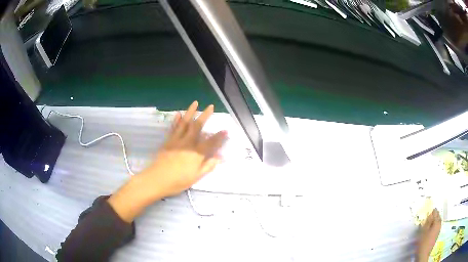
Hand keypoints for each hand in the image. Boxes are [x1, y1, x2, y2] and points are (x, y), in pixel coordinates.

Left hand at [137, 101, 225, 198]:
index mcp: (197, 153)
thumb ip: (208, 166)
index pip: (211, 142)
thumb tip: (219, 158)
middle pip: (198, 126)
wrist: (158, 179)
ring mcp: (177, 140)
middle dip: (205, 115)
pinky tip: (178, 113)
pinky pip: (173, 128)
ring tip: (195, 103)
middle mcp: (188, 143)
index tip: (226, 130)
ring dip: (191, 112)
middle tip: (211, 106)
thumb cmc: (179, 181)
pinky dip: (176, 120)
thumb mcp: (196, 177)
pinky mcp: (168, 141)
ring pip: (185, 123)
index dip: (219, 136)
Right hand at [417, 209, 441, 261]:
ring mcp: (439, 230)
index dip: (433, 211)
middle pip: (438, 217)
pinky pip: (437, 226)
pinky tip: (432, 228)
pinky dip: (435, 225)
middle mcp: (439, 224)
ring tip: (431, 221)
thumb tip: (431, 214)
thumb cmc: (423, 242)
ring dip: (435, 220)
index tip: (431, 209)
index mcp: (436, 222)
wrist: (424, 255)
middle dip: (435, 215)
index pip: (436, 213)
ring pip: (438, 221)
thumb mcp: (424, 231)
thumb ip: (428, 221)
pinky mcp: (437, 235)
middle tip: (431, 215)